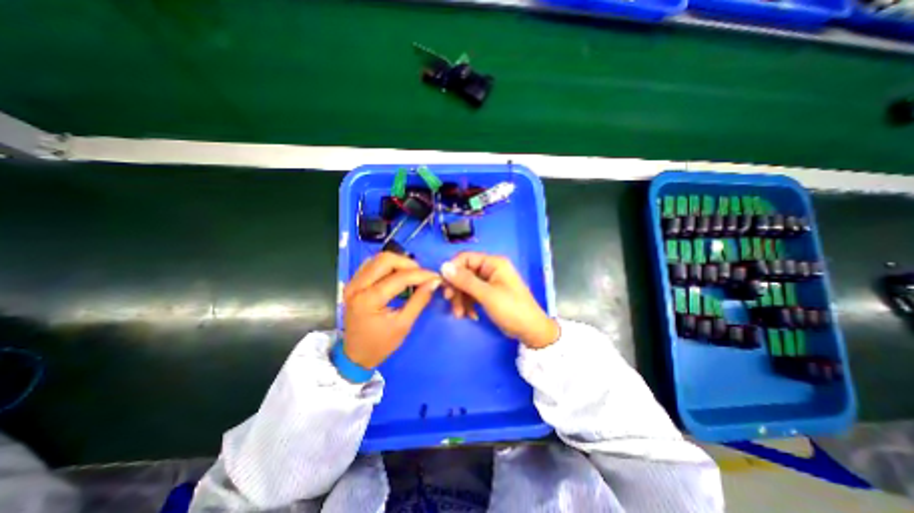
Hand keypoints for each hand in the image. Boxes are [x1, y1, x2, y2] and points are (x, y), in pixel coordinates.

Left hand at [344, 252, 442, 367]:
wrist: (355, 356)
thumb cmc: (380, 344)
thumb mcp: (404, 324)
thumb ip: (419, 300)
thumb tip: (434, 282)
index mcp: (369, 299)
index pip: (400, 277)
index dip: (421, 275)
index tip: (436, 276)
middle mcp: (357, 286)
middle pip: (386, 259)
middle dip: (408, 264)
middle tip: (422, 275)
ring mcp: (352, 283)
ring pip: (378, 258)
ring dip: (398, 263)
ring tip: (411, 275)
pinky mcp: (352, 283)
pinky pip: (371, 264)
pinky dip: (387, 266)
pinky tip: (396, 275)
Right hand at [440, 250, 560, 348]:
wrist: (530, 330)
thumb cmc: (511, 309)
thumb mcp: (487, 295)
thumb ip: (465, 280)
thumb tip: (444, 266)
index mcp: (493, 263)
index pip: (465, 258)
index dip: (453, 270)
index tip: (445, 285)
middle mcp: (490, 269)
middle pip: (464, 273)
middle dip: (457, 289)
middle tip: (450, 302)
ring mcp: (489, 282)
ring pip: (466, 285)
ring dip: (461, 299)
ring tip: (459, 315)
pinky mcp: (489, 293)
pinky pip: (472, 294)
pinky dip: (468, 304)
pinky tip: (469, 315)